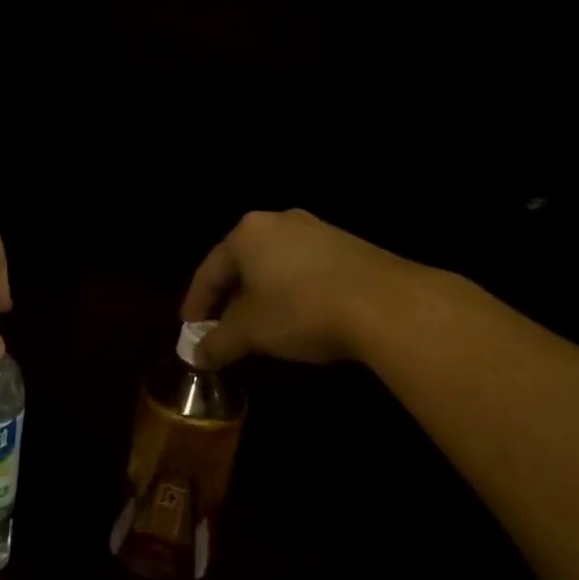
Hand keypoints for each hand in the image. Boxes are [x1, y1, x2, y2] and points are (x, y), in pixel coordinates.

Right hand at [180, 209, 416, 368]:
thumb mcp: (250, 332)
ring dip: (261, 296)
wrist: (389, 305)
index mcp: (246, 234)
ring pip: (274, 266)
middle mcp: (279, 222)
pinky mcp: (349, 246)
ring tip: (259, 326)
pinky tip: (296, 318)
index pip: (209, 271)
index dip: (196, 303)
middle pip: (242, 264)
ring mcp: (318, 230)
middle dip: (229, 299)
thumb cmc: (301, 310)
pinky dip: (291, 292)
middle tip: (220, 327)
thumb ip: (218, 343)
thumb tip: (197, 357)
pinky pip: (304, 269)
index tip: (190, 329)